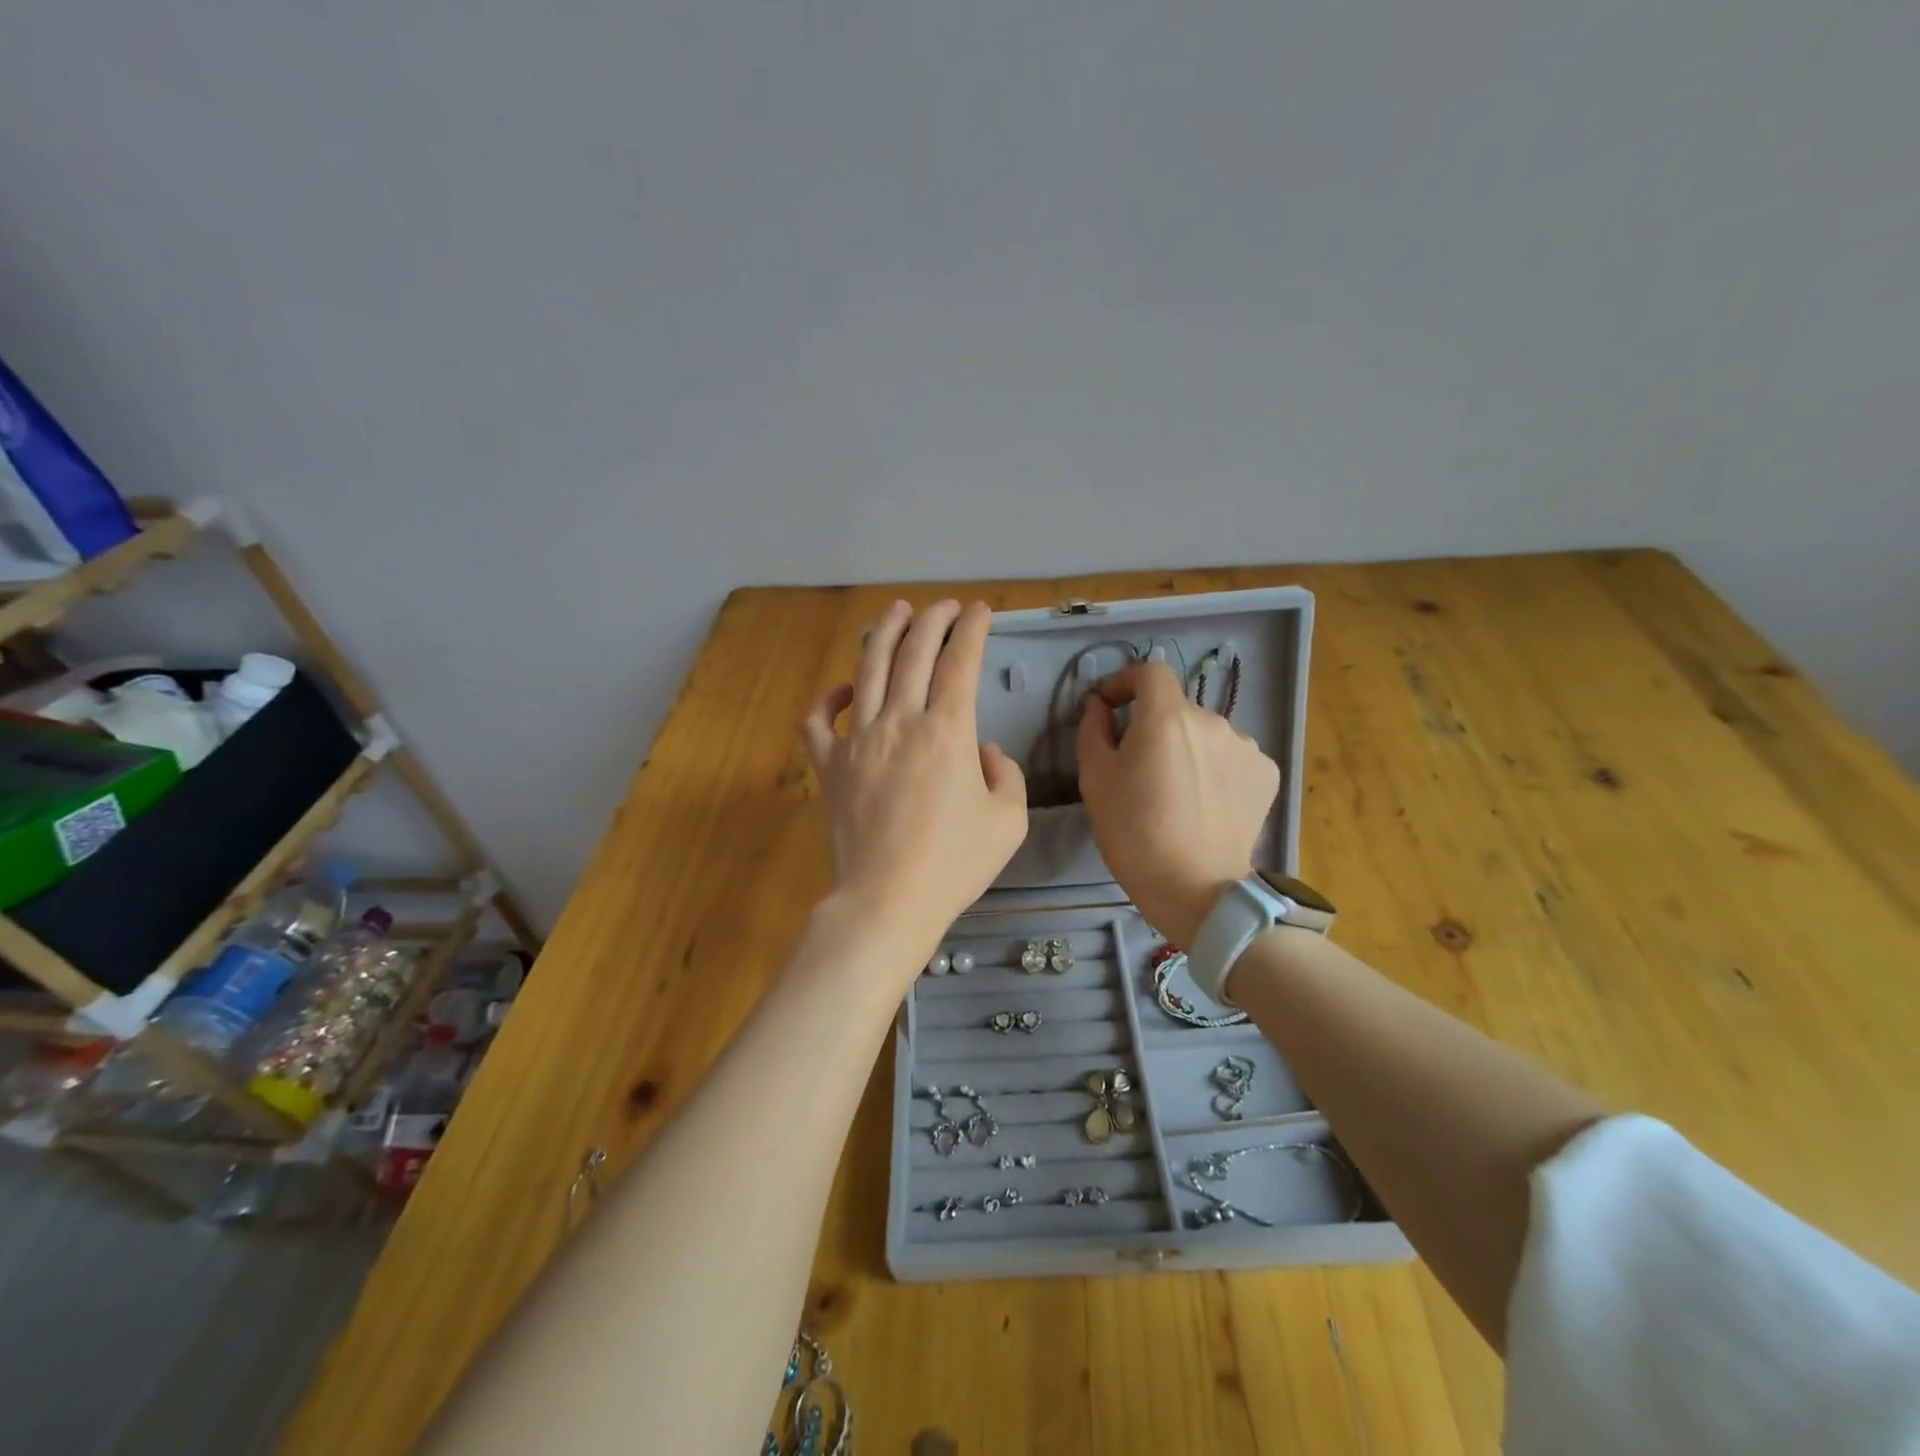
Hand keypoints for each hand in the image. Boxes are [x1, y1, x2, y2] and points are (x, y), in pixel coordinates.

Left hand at [803, 600, 1027, 964]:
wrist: (887, 901)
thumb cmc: (953, 865)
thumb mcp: (1008, 822)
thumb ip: (1004, 774)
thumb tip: (981, 750)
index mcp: (948, 731)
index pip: (960, 661)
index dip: (972, 629)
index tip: (981, 611)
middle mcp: (901, 722)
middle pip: (914, 652)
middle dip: (933, 620)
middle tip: (945, 606)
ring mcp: (858, 740)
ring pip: (867, 670)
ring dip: (884, 634)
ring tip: (897, 611)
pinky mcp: (829, 765)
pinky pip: (819, 721)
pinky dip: (828, 698)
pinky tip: (843, 689)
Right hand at [1076, 661, 1279, 945]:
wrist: (1196, 888)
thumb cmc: (1134, 833)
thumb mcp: (1095, 780)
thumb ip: (1093, 730)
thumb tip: (1099, 706)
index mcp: (1167, 717)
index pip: (1150, 671)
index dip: (1126, 682)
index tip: (1111, 707)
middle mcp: (1212, 720)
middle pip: (1177, 708)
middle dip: (1154, 727)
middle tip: (1139, 767)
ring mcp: (1246, 746)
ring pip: (1205, 734)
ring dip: (1188, 748)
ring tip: (1176, 790)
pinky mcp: (1266, 773)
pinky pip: (1231, 757)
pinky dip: (1215, 768)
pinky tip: (1206, 801)